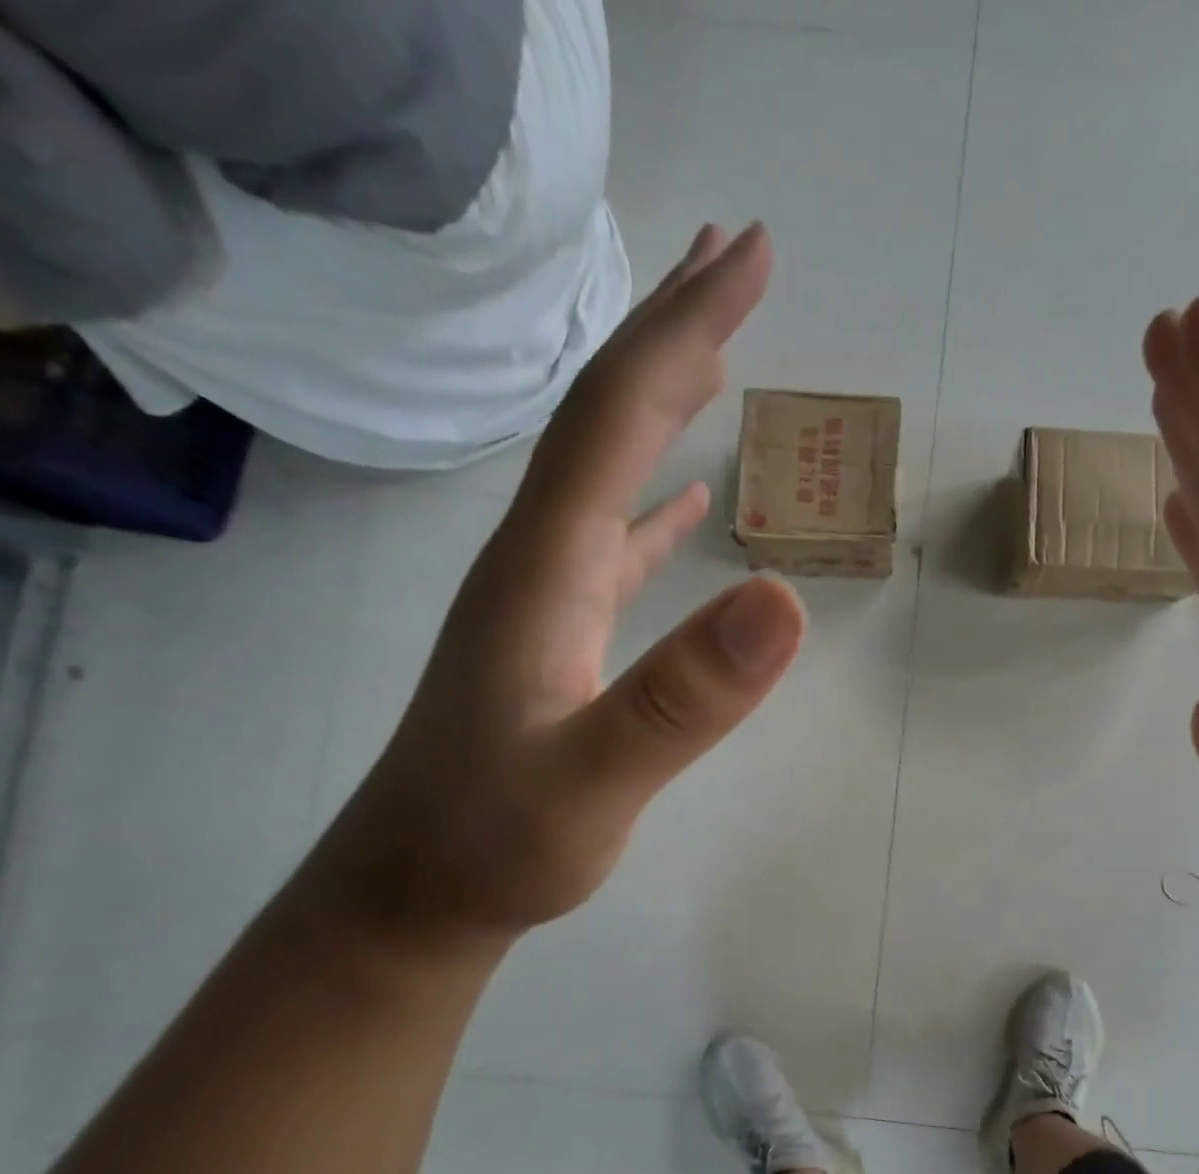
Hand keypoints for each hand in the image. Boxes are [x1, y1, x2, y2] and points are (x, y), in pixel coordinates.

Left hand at [314, 223, 805, 941]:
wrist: (414, 894)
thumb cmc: (495, 844)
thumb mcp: (592, 782)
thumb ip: (681, 699)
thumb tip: (783, 599)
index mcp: (544, 564)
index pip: (616, 414)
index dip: (684, 327)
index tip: (749, 255)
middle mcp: (537, 555)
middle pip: (606, 414)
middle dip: (675, 327)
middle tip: (739, 256)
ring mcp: (546, 594)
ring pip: (607, 466)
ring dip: (660, 396)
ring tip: (715, 347)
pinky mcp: (558, 633)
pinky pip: (612, 537)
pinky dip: (652, 495)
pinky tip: (686, 495)